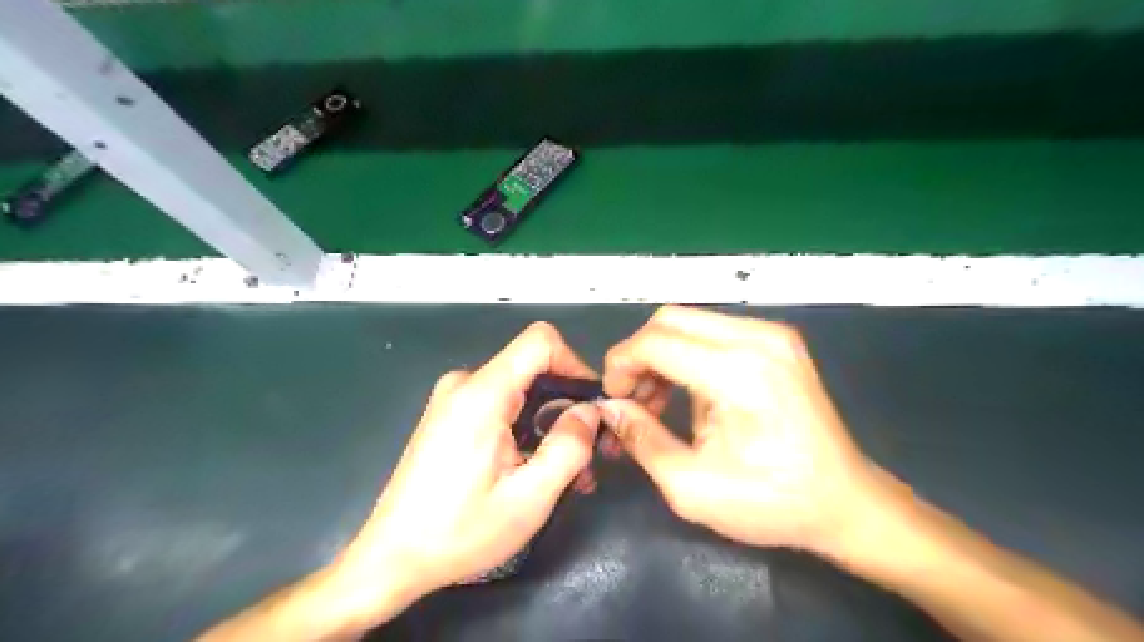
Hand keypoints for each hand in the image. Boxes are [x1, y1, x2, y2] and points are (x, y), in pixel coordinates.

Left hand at [326, 322, 602, 623]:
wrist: (391, 558)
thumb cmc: (459, 532)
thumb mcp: (529, 497)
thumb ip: (569, 447)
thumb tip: (590, 411)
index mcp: (482, 394)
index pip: (541, 341)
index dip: (575, 364)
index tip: (591, 406)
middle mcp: (465, 384)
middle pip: (533, 368)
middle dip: (567, 405)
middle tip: (588, 454)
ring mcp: (454, 398)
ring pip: (521, 390)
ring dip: (549, 423)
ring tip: (567, 473)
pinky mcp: (450, 415)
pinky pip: (500, 404)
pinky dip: (526, 427)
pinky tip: (534, 467)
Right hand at [603, 303, 886, 551]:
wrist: (845, 502)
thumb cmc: (772, 501)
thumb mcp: (692, 486)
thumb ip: (642, 439)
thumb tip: (608, 407)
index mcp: (739, 372)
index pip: (656, 341)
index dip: (621, 364)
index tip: (612, 397)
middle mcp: (757, 338)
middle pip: (670, 320)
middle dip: (638, 355)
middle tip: (631, 398)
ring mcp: (772, 335)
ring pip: (689, 323)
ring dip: (661, 355)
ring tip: (655, 401)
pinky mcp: (777, 341)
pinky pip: (712, 332)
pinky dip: (686, 355)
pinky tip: (686, 392)